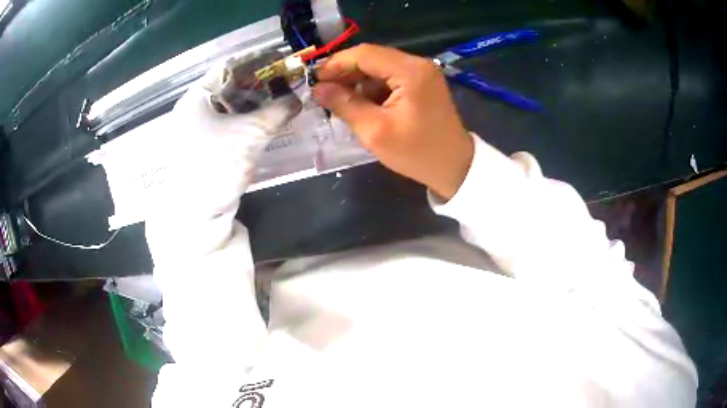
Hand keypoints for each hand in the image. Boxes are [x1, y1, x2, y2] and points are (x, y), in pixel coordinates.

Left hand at [150, 55, 300, 219]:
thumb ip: (278, 110)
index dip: (257, 61)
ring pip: (230, 104)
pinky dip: (248, 117)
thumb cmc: (217, 164)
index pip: (230, 66)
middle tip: (286, 81)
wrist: (197, 213)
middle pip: (230, 84)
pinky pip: (229, 122)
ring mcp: (198, 126)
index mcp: (198, 96)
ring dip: (256, 100)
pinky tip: (266, 119)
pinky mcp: (205, 144)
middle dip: (260, 81)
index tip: (282, 61)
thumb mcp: (252, 133)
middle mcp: (195, 107)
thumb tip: (297, 98)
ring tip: (281, 98)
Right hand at [313, 44, 473, 199]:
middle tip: (323, 93)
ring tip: (340, 103)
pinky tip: (362, 106)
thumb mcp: (375, 131)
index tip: (314, 80)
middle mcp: (417, 64)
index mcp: (410, 71)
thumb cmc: (417, 153)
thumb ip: (345, 105)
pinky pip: (390, 78)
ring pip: (379, 68)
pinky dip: (372, 89)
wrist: (454, 168)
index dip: (336, 64)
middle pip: (372, 58)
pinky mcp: (422, 84)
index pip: (365, 54)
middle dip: (345, 74)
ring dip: (358, 82)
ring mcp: (422, 73)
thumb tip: (318, 89)